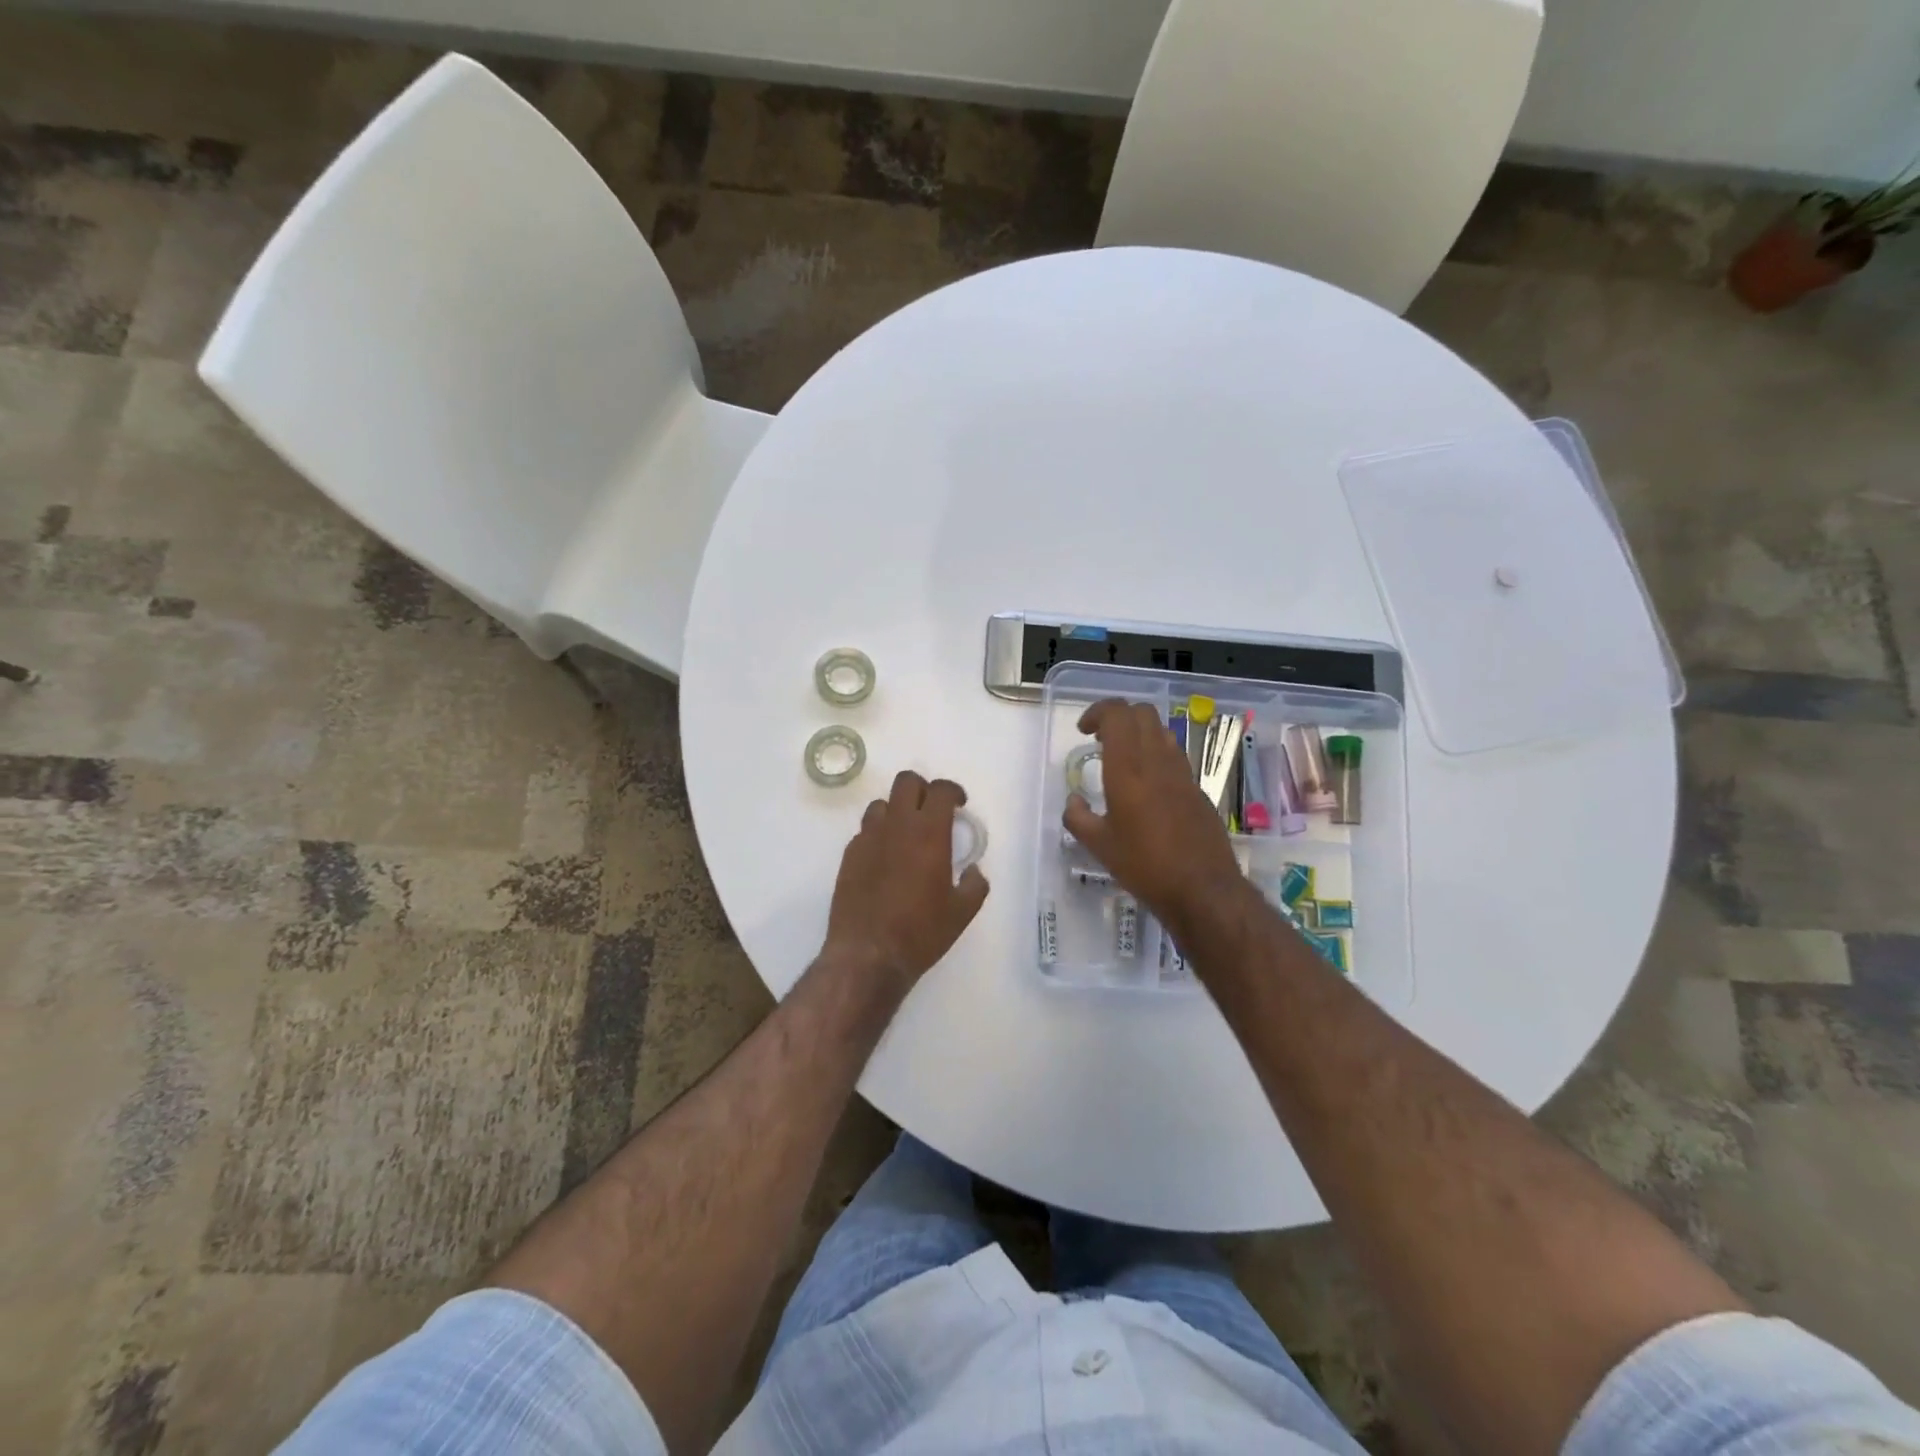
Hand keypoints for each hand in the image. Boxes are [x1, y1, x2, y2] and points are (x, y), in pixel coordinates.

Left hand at [824, 770, 989, 986]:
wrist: (868, 955)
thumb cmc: (920, 932)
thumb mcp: (962, 913)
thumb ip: (974, 885)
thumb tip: (972, 871)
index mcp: (929, 833)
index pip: (940, 790)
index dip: (953, 791)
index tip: (959, 805)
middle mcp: (896, 826)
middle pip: (906, 782)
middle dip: (922, 789)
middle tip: (932, 812)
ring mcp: (868, 838)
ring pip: (881, 804)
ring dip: (897, 810)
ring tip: (906, 834)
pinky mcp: (849, 855)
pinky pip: (865, 830)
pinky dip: (878, 834)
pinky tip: (885, 859)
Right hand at [1063, 699, 1246, 935]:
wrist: (1203, 889)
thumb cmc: (1145, 866)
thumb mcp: (1099, 846)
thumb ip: (1078, 818)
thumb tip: (1073, 803)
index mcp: (1128, 769)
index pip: (1118, 714)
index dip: (1098, 712)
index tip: (1084, 731)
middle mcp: (1157, 761)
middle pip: (1142, 713)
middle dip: (1118, 717)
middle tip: (1100, 741)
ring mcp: (1182, 773)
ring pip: (1161, 731)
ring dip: (1138, 734)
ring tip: (1122, 761)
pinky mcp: (1197, 789)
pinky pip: (1174, 755)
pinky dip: (1155, 755)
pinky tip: (1146, 786)